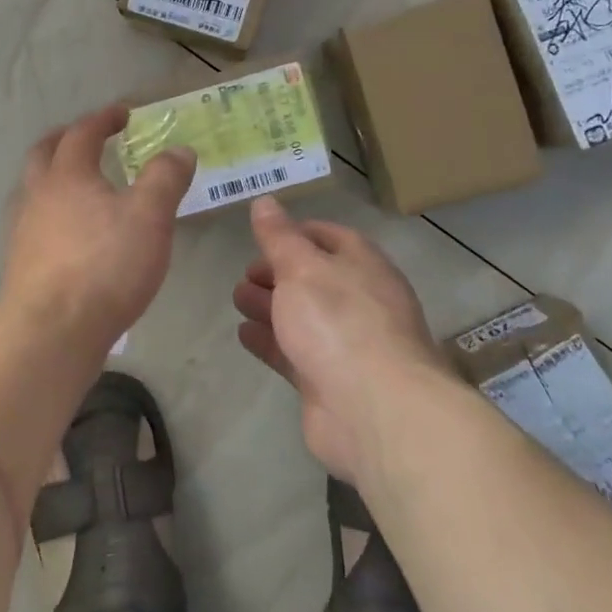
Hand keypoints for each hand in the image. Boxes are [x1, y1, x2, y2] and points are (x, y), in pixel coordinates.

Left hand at [0, 103, 196, 355]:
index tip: (123, 113)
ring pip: (32, 188)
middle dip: (66, 139)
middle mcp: (37, 195)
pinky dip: (50, 212)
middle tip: (88, 138)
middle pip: (44, 153)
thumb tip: (179, 150)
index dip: (103, 119)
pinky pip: (32, 222)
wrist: (51, 331)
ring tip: (78, 186)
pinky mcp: (19, 263)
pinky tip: (67, 233)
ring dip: (52, 176)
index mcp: (67, 175)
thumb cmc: (105, 266)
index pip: (82, 133)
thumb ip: (165, 178)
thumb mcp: (150, 217)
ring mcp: (22, 230)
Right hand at [232, 196, 445, 479]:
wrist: (373, 410)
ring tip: (237, 299)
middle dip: (278, 273)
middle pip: (315, 279)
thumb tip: (265, 201)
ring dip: (270, 306)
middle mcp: (359, 301)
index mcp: (363, 266)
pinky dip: (270, 341)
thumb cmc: (338, 322)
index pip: (330, 237)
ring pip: (303, 317)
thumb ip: (279, 237)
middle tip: (244, 273)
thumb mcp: (302, 267)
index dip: (296, 232)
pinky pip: (294, 353)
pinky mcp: (329, 381)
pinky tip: (243, 334)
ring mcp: (346, 344)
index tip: (263, 234)